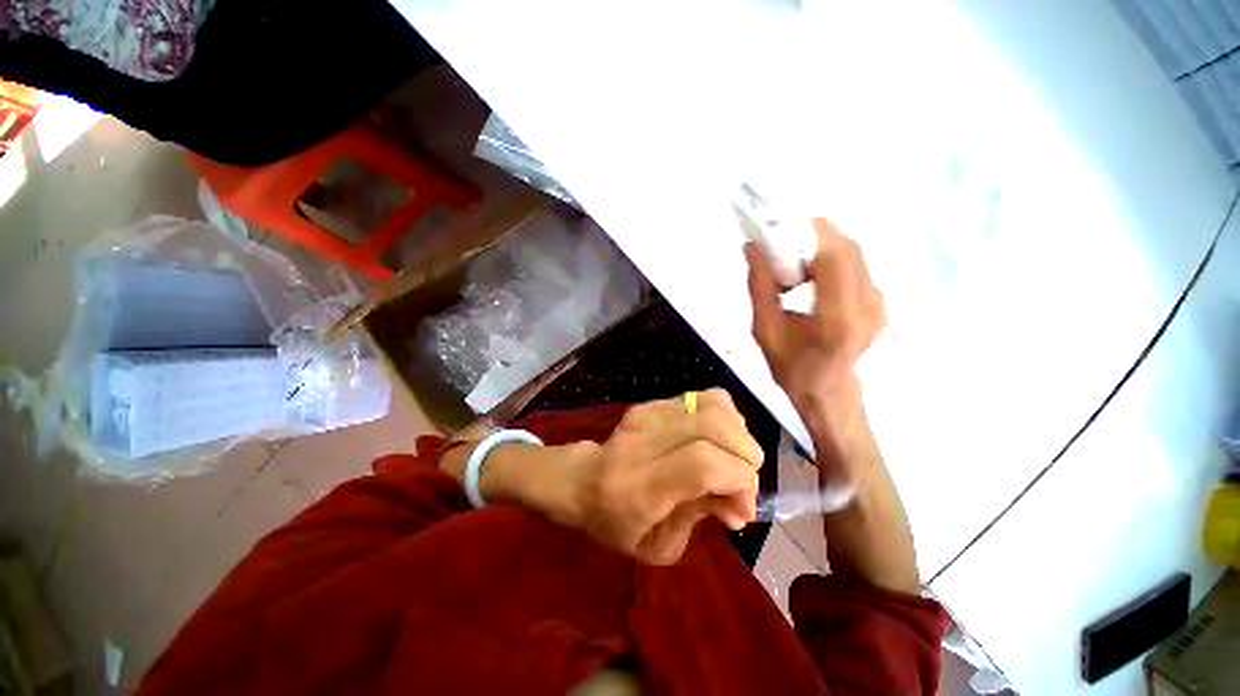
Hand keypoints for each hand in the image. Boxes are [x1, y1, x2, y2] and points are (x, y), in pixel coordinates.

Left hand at [566, 389, 763, 564]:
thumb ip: (702, 517)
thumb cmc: (616, 523)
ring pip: (713, 405)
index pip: (702, 462)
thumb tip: (743, 504)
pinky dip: (724, 419)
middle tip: (744, 483)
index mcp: (640, 486)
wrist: (582, 480)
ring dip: (738, 434)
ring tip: (734, 459)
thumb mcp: (657, 545)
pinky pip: (703, 398)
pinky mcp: (653, 402)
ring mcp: (648, 414)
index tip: (744, 507)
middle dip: (745, 455)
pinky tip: (718, 440)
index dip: (738, 478)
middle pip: (713, 425)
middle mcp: (645, 440)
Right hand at [745, 218, 883, 481]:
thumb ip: (760, 287)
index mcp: (838, 319)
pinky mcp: (878, 301)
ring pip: (854, 253)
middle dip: (814, 233)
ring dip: (822, 243)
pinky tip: (810, 269)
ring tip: (793, 253)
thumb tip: (752, 247)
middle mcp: (867, 306)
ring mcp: (878, 302)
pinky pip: (856, 264)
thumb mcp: (765, 331)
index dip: (810, 233)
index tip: (782, 224)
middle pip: (848, 248)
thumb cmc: (792, 368)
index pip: (834, 258)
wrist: (828, 392)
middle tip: (782, 236)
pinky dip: (831, 256)